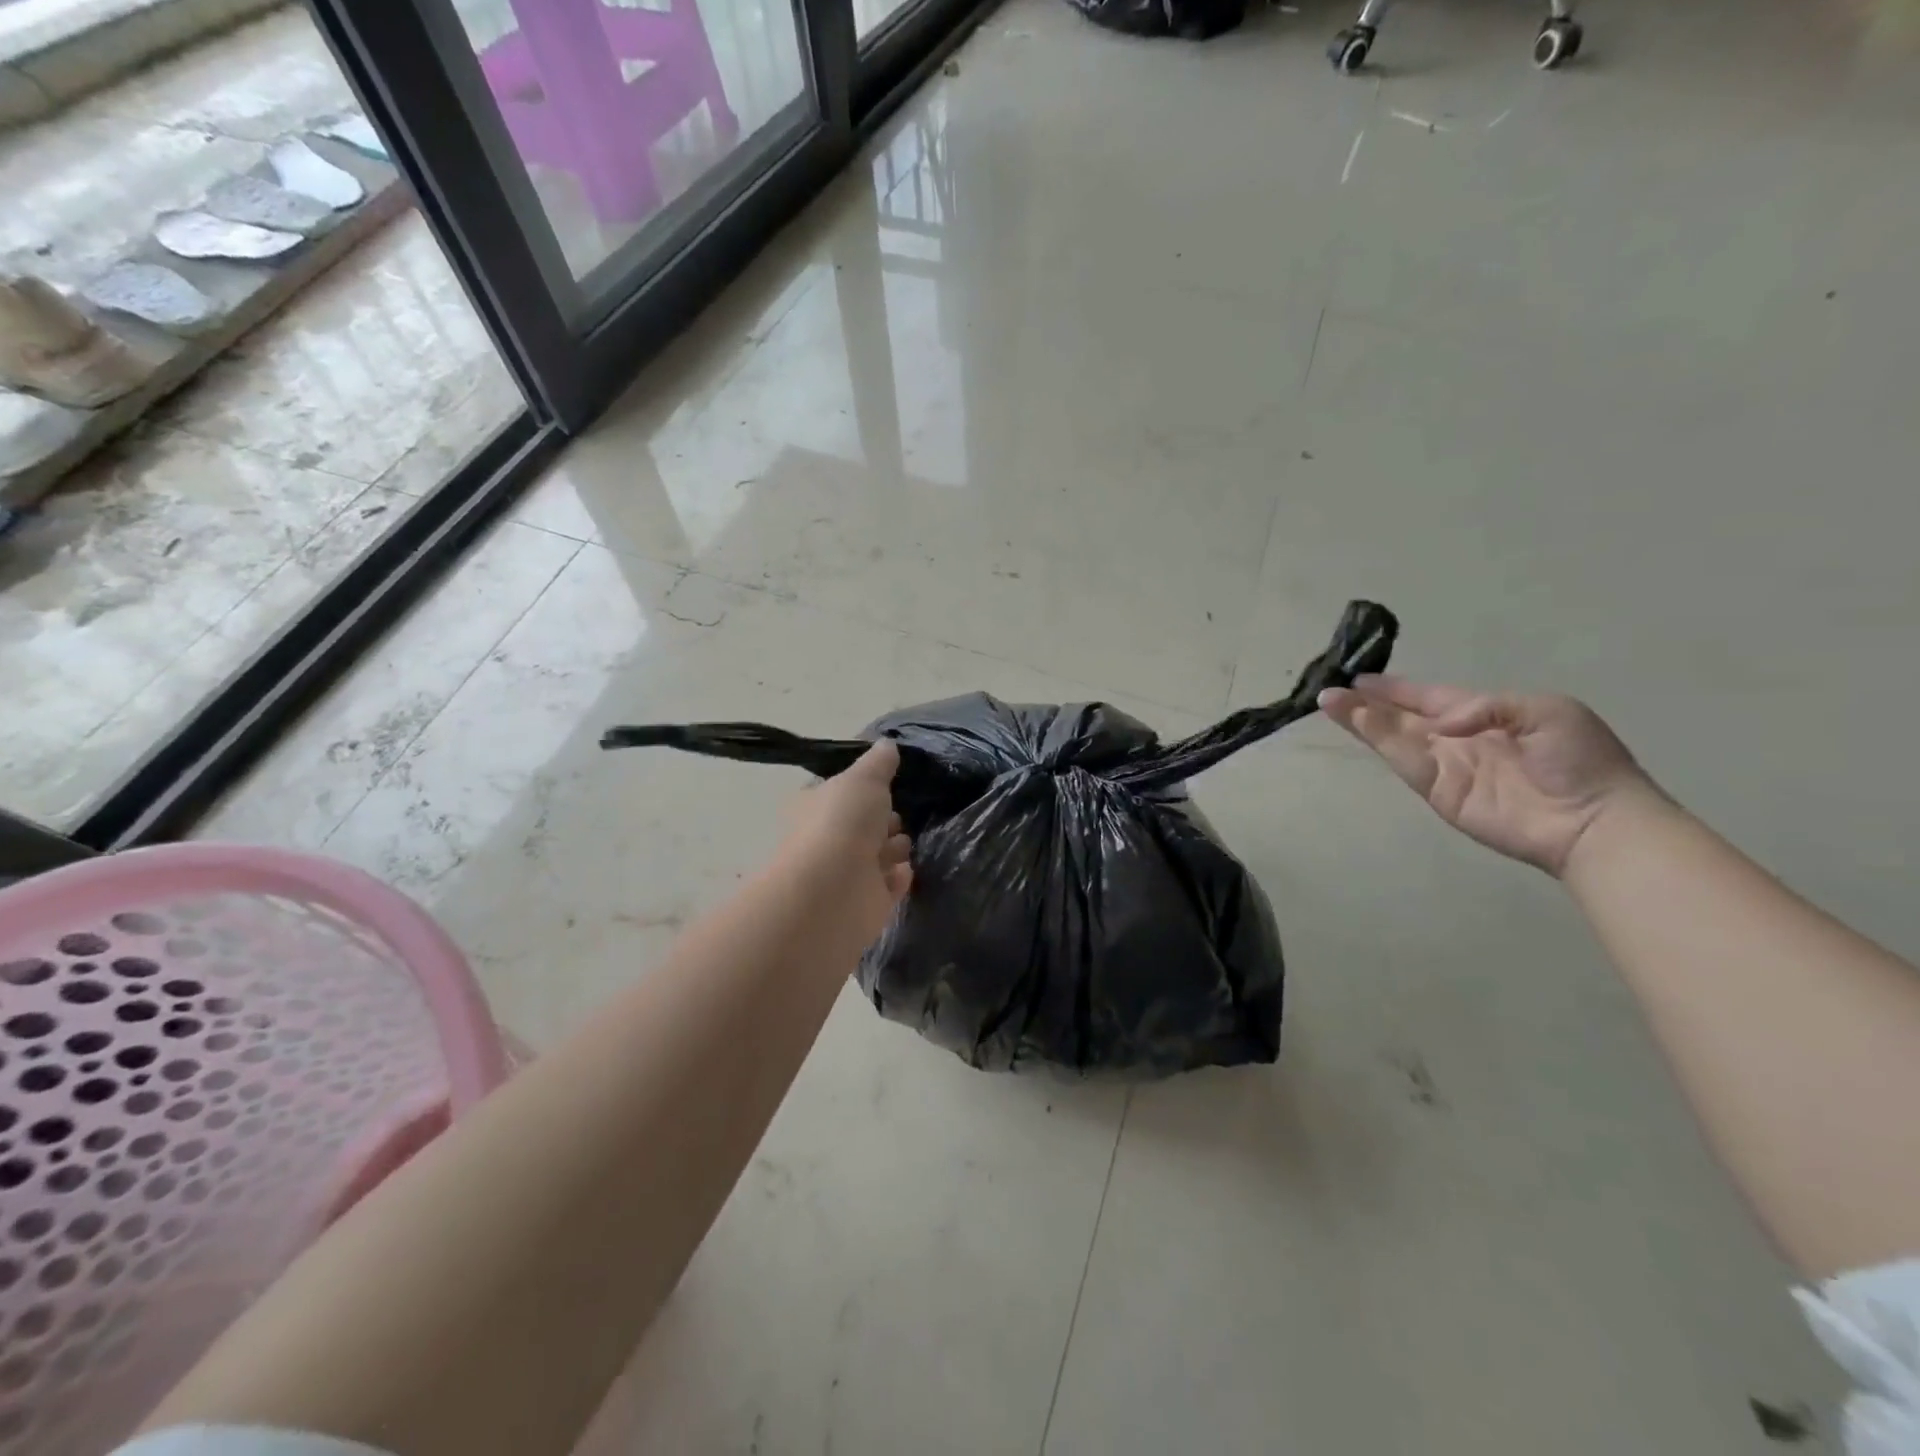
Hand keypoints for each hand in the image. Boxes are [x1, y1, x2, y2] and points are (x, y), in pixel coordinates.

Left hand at [776, 739, 913, 948]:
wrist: (834, 890)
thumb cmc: (842, 823)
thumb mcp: (864, 778)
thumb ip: (879, 762)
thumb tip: (887, 744)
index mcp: (815, 806)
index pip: (840, 794)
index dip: (863, 790)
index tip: (886, 785)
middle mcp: (826, 840)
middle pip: (862, 825)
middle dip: (884, 820)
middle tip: (896, 817)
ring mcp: (845, 874)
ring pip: (877, 855)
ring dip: (894, 849)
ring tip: (901, 845)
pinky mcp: (865, 904)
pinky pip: (888, 886)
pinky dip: (897, 878)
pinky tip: (904, 870)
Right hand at [1318, 676, 1660, 875]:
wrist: (1595, 819)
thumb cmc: (1580, 759)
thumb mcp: (1547, 710)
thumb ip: (1487, 705)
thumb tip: (1441, 724)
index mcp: (1484, 715)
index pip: (1429, 697)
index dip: (1396, 689)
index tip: (1360, 678)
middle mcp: (1456, 739)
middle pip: (1402, 717)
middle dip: (1366, 703)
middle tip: (1330, 689)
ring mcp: (1445, 767)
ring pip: (1393, 736)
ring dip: (1361, 719)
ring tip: (1329, 701)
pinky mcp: (1438, 792)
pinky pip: (1404, 760)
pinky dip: (1379, 740)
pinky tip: (1357, 721)